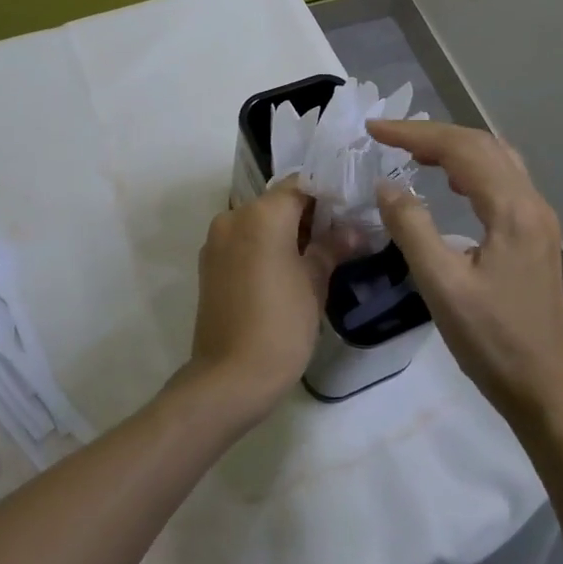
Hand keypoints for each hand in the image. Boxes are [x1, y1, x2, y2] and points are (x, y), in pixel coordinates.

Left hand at [187, 183, 343, 427]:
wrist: (229, 378)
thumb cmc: (280, 325)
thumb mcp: (314, 283)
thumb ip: (332, 248)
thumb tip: (353, 230)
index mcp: (261, 215)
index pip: (300, 185)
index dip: (327, 193)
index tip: (351, 207)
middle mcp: (234, 217)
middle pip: (277, 201)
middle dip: (309, 213)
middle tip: (341, 232)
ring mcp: (217, 241)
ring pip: (259, 221)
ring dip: (286, 230)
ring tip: (318, 252)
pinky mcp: (209, 264)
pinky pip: (243, 241)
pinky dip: (265, 246)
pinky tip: (288, 268)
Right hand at [368, 120, 562, 427]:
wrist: (542, 387)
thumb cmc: (490, 341)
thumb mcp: (441, 286)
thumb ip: (411, 228)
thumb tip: (386, 185)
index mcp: (513, 211)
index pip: (461, 150)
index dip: (415, 134)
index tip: (374, 129)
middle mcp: (532, 204)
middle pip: (482, 145)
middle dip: (433, 134)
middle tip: (389, 136)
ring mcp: (539, 219)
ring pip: (496, 159)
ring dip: (454, 146)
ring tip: (413, 151)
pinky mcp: (536, 234)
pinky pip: (502, 179)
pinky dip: (470, 167)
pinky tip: (449, 181)